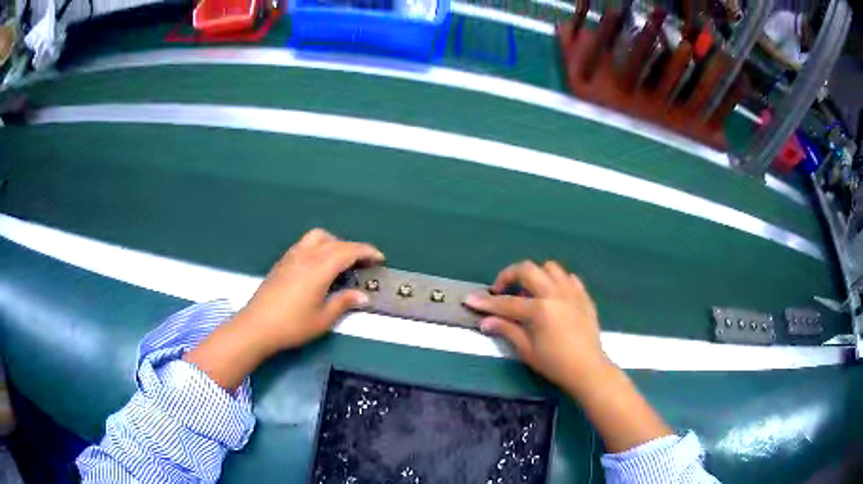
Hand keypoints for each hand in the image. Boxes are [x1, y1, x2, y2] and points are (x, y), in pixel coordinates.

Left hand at [233, 228, 384, 354]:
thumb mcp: (322, 319)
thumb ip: (343, 303)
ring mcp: (292, 256)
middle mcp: (306, 255)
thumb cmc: (292, 325)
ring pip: (317, 237)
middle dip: (353, 248)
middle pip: (335, 241)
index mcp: (319, 268)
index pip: (348, 251)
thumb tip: (363, 296)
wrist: (256, 326)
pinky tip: (319, 265)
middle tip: (364, 263)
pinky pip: (305, 243)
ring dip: (334, 243)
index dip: (367, 252)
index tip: (380, 259)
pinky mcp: (282, 261)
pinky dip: (319, 246)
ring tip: (341, 261)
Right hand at [466, 261, 672, 451]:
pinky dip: (557, 282)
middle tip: (501, 290)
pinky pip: (569, 279)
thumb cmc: (555, 364)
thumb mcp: (527, 350)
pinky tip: (552, 296)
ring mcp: (572, 293)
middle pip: (528, 270)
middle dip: (509, 275)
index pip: (507, 302)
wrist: (588, 370)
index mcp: (540, 309)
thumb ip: (507, 330)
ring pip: (551, 268)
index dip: (486, 302)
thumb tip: (485, 322)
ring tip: (529, 291)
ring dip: (535, 275)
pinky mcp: (584, 297)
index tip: (470, 299)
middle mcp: (556, 294)